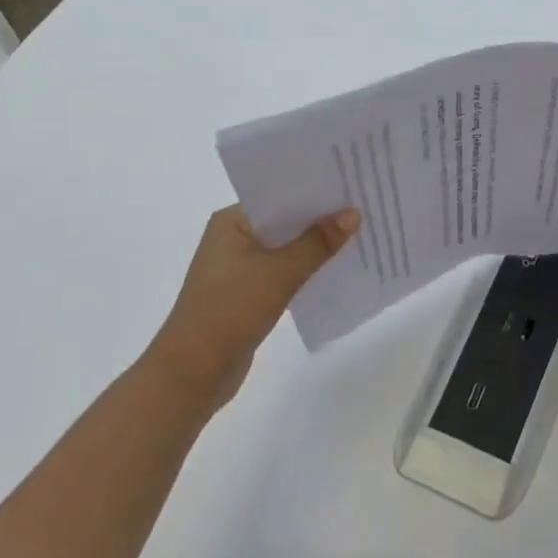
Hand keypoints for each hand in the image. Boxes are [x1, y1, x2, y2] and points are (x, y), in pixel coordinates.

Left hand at [143, 204, 359, 416]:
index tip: (352, 185)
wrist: (193, 373)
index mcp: (231, 222)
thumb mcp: (279, 273)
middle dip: (321, 218)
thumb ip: (317, 243)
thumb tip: (353, 214)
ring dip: (316, 245)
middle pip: (285, 221)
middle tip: (365, 206)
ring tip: (360, 235)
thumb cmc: (230, 311)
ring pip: (287, 248)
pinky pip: (284, 271)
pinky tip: (337, 269)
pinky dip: (307, 269)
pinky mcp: (248, 294)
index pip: (279, 196)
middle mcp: (233, 238)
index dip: (315, 191)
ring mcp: (239, 267)